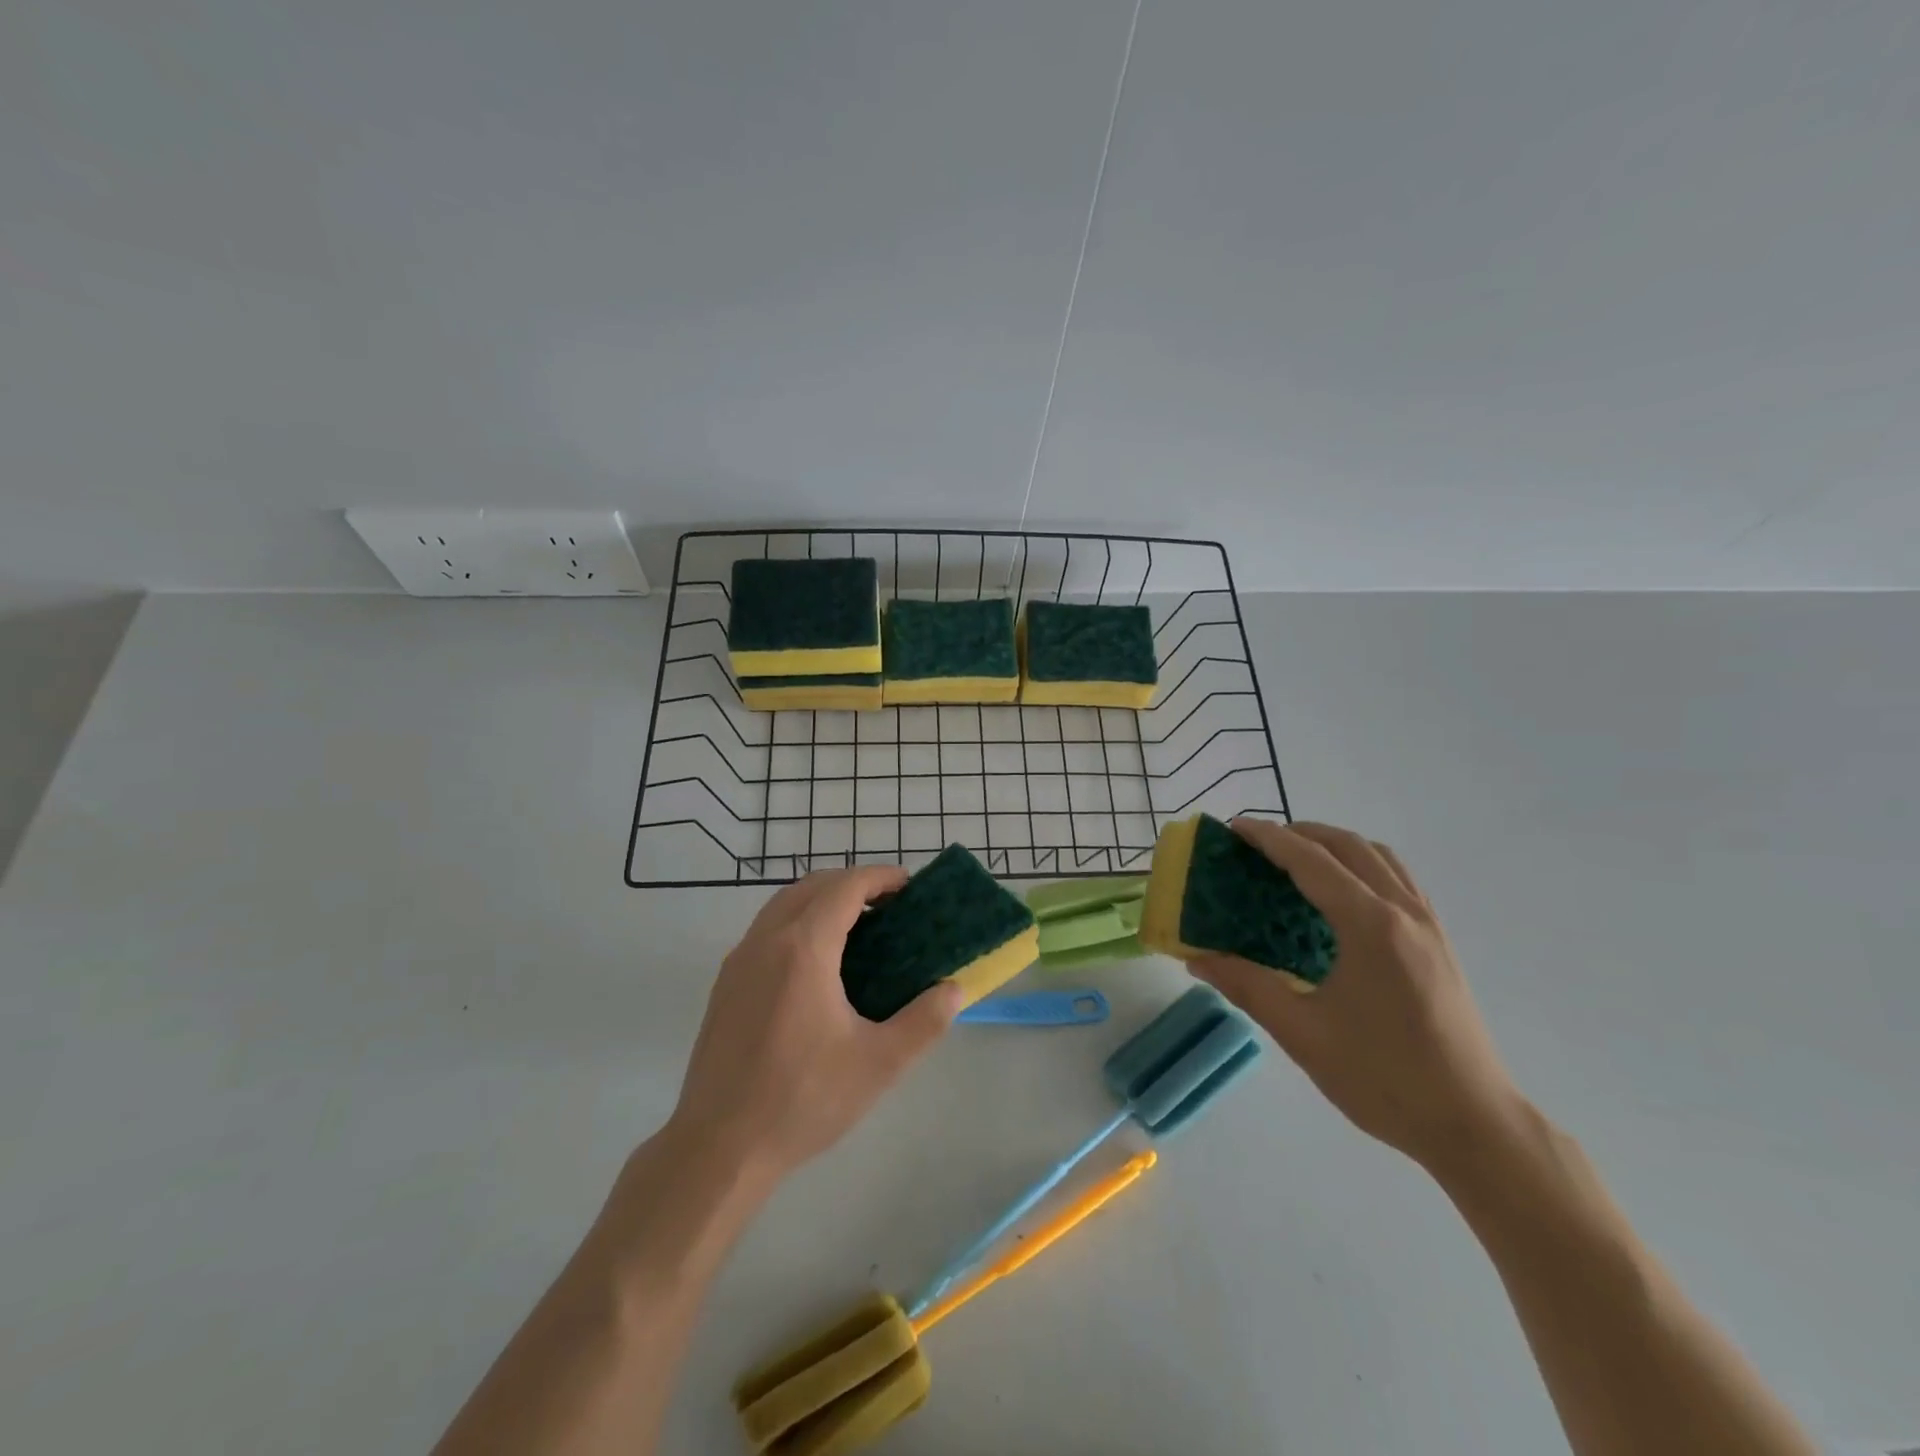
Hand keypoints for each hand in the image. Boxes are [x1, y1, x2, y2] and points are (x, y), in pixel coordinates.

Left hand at [669, 866, 963, 1182]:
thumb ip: (924, 1022)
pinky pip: (766, 929)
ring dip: (822, 899)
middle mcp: (766, 941)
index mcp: (803, 949)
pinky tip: (818, 963)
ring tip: (858, 928)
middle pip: (812, 886)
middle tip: (890, 905)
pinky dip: (798, 921)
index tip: (909, 885)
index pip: (845, 888)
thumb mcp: (878, 1064)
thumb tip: (954, 990)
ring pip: (784, 904)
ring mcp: (739, 960)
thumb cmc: (802, 1100)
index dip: (880, 878)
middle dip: (853, 883)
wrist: (718, 1147)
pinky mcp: (725, 984)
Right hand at [1191, 819, 1521, 1170]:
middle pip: (1349, 847)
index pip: (1310, 861)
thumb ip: (1247, 986)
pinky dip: (1363, 867)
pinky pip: (1399, 880)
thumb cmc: (1384, 1078)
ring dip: (1335, 846)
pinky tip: (1342, 897)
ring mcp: (1429, 926)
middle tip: (1258, 845)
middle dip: (1300, 833)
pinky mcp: (1440, 945)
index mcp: (1370, 926)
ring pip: (1380, 858)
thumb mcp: (1302, 1034)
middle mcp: (1404, 912)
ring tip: (1297, 860)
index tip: (1233, 827)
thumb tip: (1197, 959)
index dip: (1268, 838)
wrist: (1474, 1125)